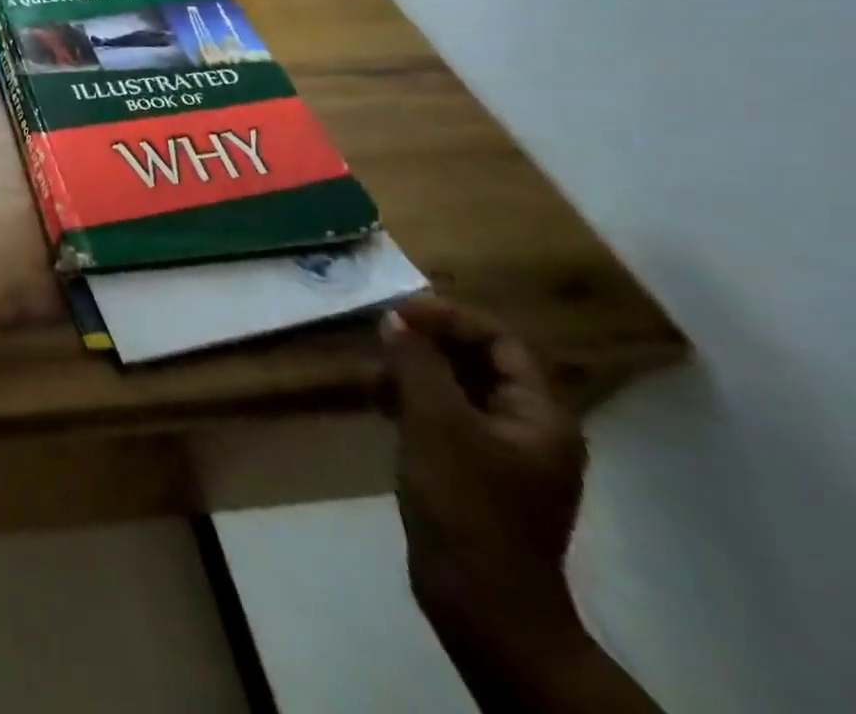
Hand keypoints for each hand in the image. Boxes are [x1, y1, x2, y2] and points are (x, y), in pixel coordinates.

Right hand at [383, 296, 586, 645]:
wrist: (480, 602)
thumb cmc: (465, 504)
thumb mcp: (435, 422)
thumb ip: (417, 363)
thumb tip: (396, 318)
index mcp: (541, 415)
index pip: (503, 340)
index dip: (452, 317)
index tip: (401, 312)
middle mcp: (530, 428)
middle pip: (483, 362)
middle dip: (431, 341)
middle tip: (382, 332)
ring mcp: (503, 453)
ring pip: (460, 388)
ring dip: (416, 369)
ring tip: (372, 368)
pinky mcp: (475, 472)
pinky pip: (446, 416)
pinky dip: (413, 399)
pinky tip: (378, 401)